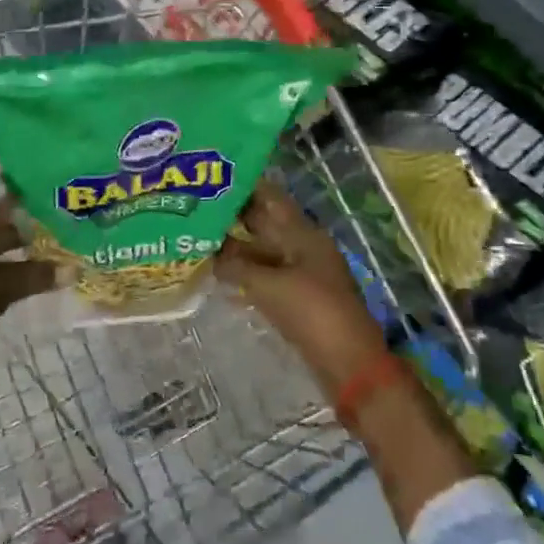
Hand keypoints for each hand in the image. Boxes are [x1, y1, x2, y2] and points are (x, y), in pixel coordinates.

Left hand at [0, 197, 55, 361]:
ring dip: (8, 249)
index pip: (11, 205)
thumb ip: (37, 275)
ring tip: (36, 261)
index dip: (35, 211)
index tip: (58, 218)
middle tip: (54, 242)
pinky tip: (7, 276)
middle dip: (25, 233)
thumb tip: (72, 270)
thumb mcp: (6, 288)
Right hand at [216, 178, 388, 393]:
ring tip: (198, 241)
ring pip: (262, 252)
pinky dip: (244, 274)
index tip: (211, 179)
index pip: (270, 198)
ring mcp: (300, 273)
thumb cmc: (312, 313)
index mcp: (303, 234)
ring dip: (234, 248)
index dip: (243, 186)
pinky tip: (218, 277)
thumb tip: (208, 255)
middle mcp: (302, 247)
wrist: (349, 364)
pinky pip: (265, 277)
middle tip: (195, 208)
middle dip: (233, 215)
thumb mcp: (268, 285)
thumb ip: (236, 266)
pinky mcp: (296, 298)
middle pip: (265, 223)